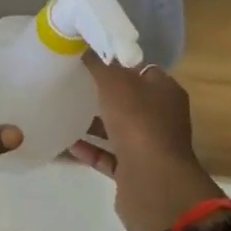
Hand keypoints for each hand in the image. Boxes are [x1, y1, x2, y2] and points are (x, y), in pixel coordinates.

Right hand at [69, 56, 224, 230]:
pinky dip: (89, 149)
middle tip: (73, 79)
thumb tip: (87, 45)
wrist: (153, 184)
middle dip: (103, 91)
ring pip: (118, 128)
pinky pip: (108, 156)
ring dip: (94, 121)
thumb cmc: (138, 123)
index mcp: (165, 92)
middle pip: (129, 99)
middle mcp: (161, 118)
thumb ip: (100, 63)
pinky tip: (66, 141)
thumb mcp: (115, 82)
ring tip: (64, 108)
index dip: (117, 61)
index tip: (90, 56)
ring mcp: (148, 146)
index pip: (141, 69)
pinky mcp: (134, 171)